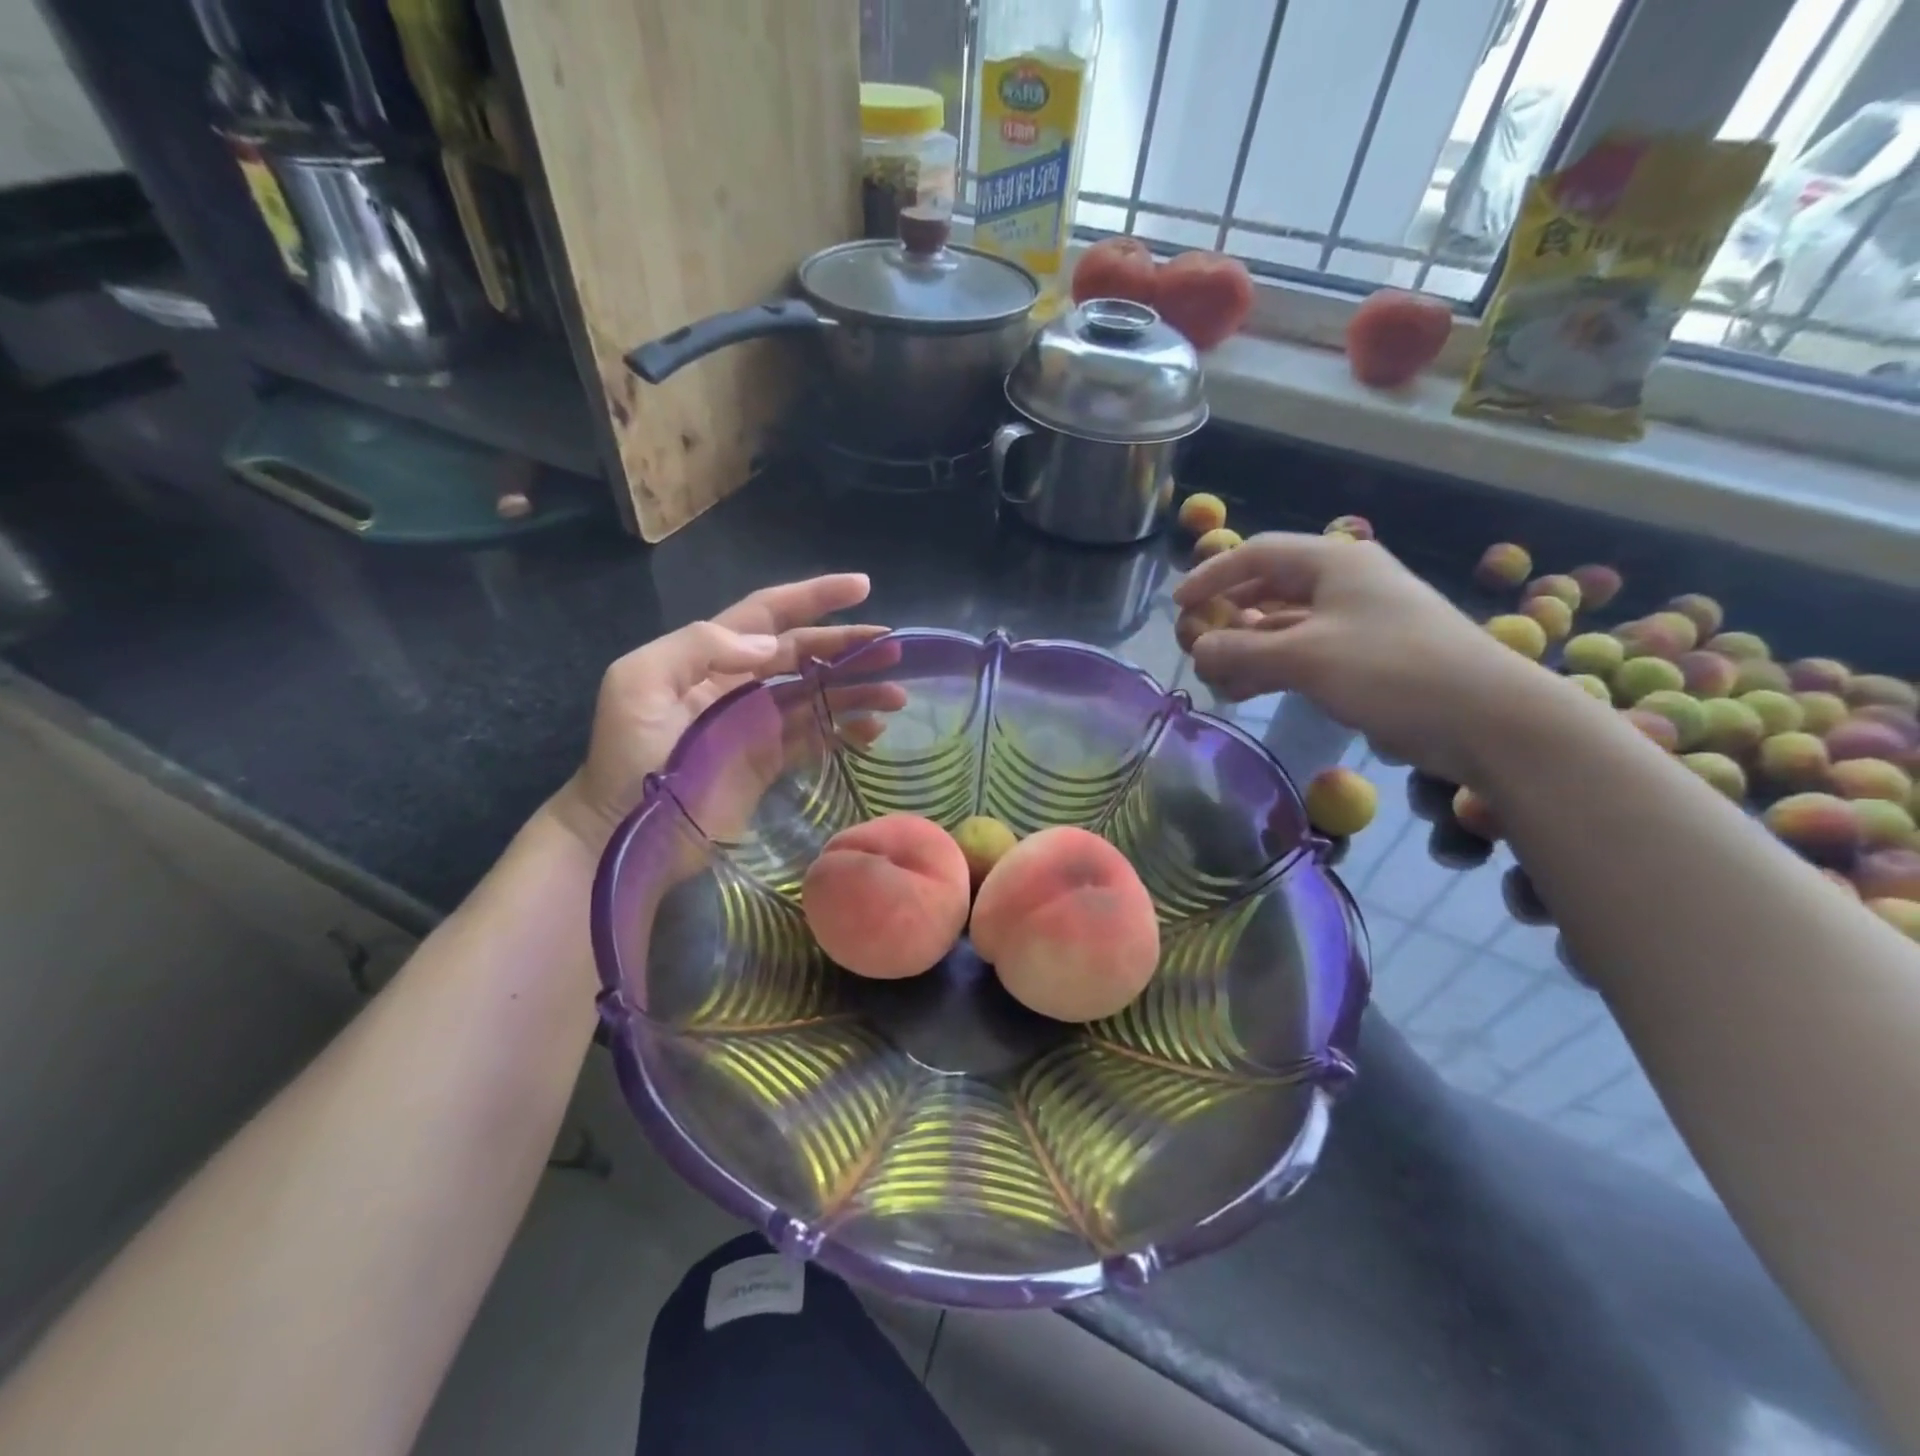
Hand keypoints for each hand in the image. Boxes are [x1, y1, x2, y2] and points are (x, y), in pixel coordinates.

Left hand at [550, 574, 884, 849]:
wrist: (624, 829)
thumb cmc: (628, 753)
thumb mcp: (640, 683)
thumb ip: (699, 647)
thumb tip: (769, 643)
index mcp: (711, 655)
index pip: (770, 613)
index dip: (814, 596)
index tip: (862, 585)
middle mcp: (741, 682)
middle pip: (805, 652)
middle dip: (849, 646)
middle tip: (894, 647)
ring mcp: (758, 723)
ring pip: (818, 694)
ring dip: (857, 690)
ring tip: (897, 694)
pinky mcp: (770, 761)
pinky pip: (816, 737)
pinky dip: (846, 730)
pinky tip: (873, 730)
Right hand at [1173, 533, 1560, 783]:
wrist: (1487, 718)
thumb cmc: (1392, 670)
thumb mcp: (1306, 657)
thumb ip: (1241, 651)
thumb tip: (1196, 651)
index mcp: (1333, 563)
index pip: (1257, 555)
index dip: (1212, 575)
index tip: (1179, 606)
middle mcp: (1343, 584)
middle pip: (1267, 590)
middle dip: (1225, 617)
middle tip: (1194, 646)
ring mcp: (1355, 622)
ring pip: (1282, 627)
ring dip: (1245, 650)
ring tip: (1216, 680)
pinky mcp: (1364, 659)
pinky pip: (1301, 654)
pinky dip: (1270, 669)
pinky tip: (1246, 691)